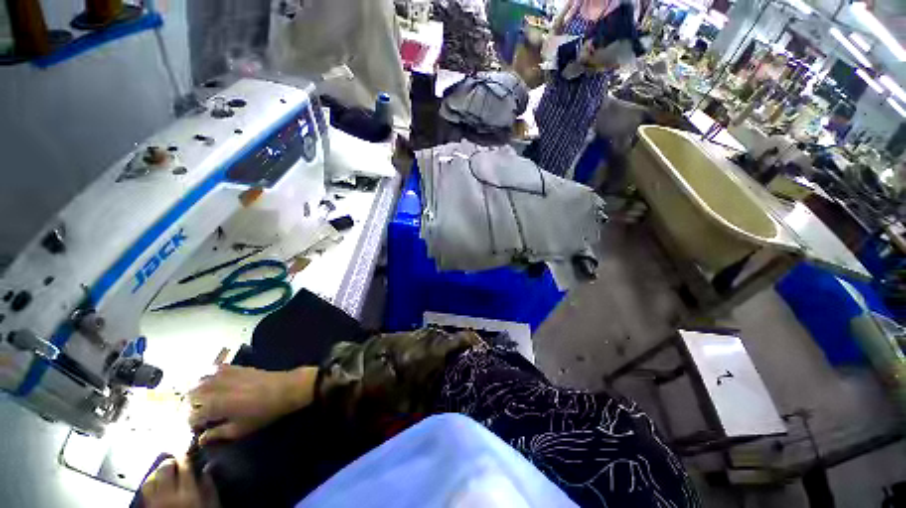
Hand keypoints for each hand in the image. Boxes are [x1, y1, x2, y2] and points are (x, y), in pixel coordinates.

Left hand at [141, 457, 218, 507]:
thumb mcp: (211, 505)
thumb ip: (209, 487)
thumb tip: (207, 470)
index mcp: (187, 493)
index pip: (184, 466)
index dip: (185, 457)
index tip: (188, 453)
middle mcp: (168, 496)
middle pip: (163, 470)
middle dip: (169, 463)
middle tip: (176, 461)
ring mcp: (155, 503)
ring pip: (149, 480)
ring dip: (157, 474)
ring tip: (164, 473)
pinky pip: (146, 492)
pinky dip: (151, 486)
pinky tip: (157, 487)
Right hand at [188, 365, 317, 444]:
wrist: (285, 389)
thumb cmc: (263, 413)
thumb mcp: (240, 429)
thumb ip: (217, 434)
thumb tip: (201, 439)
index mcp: (213, 406)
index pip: (191, 417)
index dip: (193, 424)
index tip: (200, 428)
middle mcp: (214, 388)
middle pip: (190, 396)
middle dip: (192, 406)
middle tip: (202, 413)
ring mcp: (224, 375)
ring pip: (199, 381)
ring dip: (199, 391)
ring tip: (207, 400)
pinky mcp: (235, 367)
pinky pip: (214, 369)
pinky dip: (210, 376)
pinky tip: (216, 384)